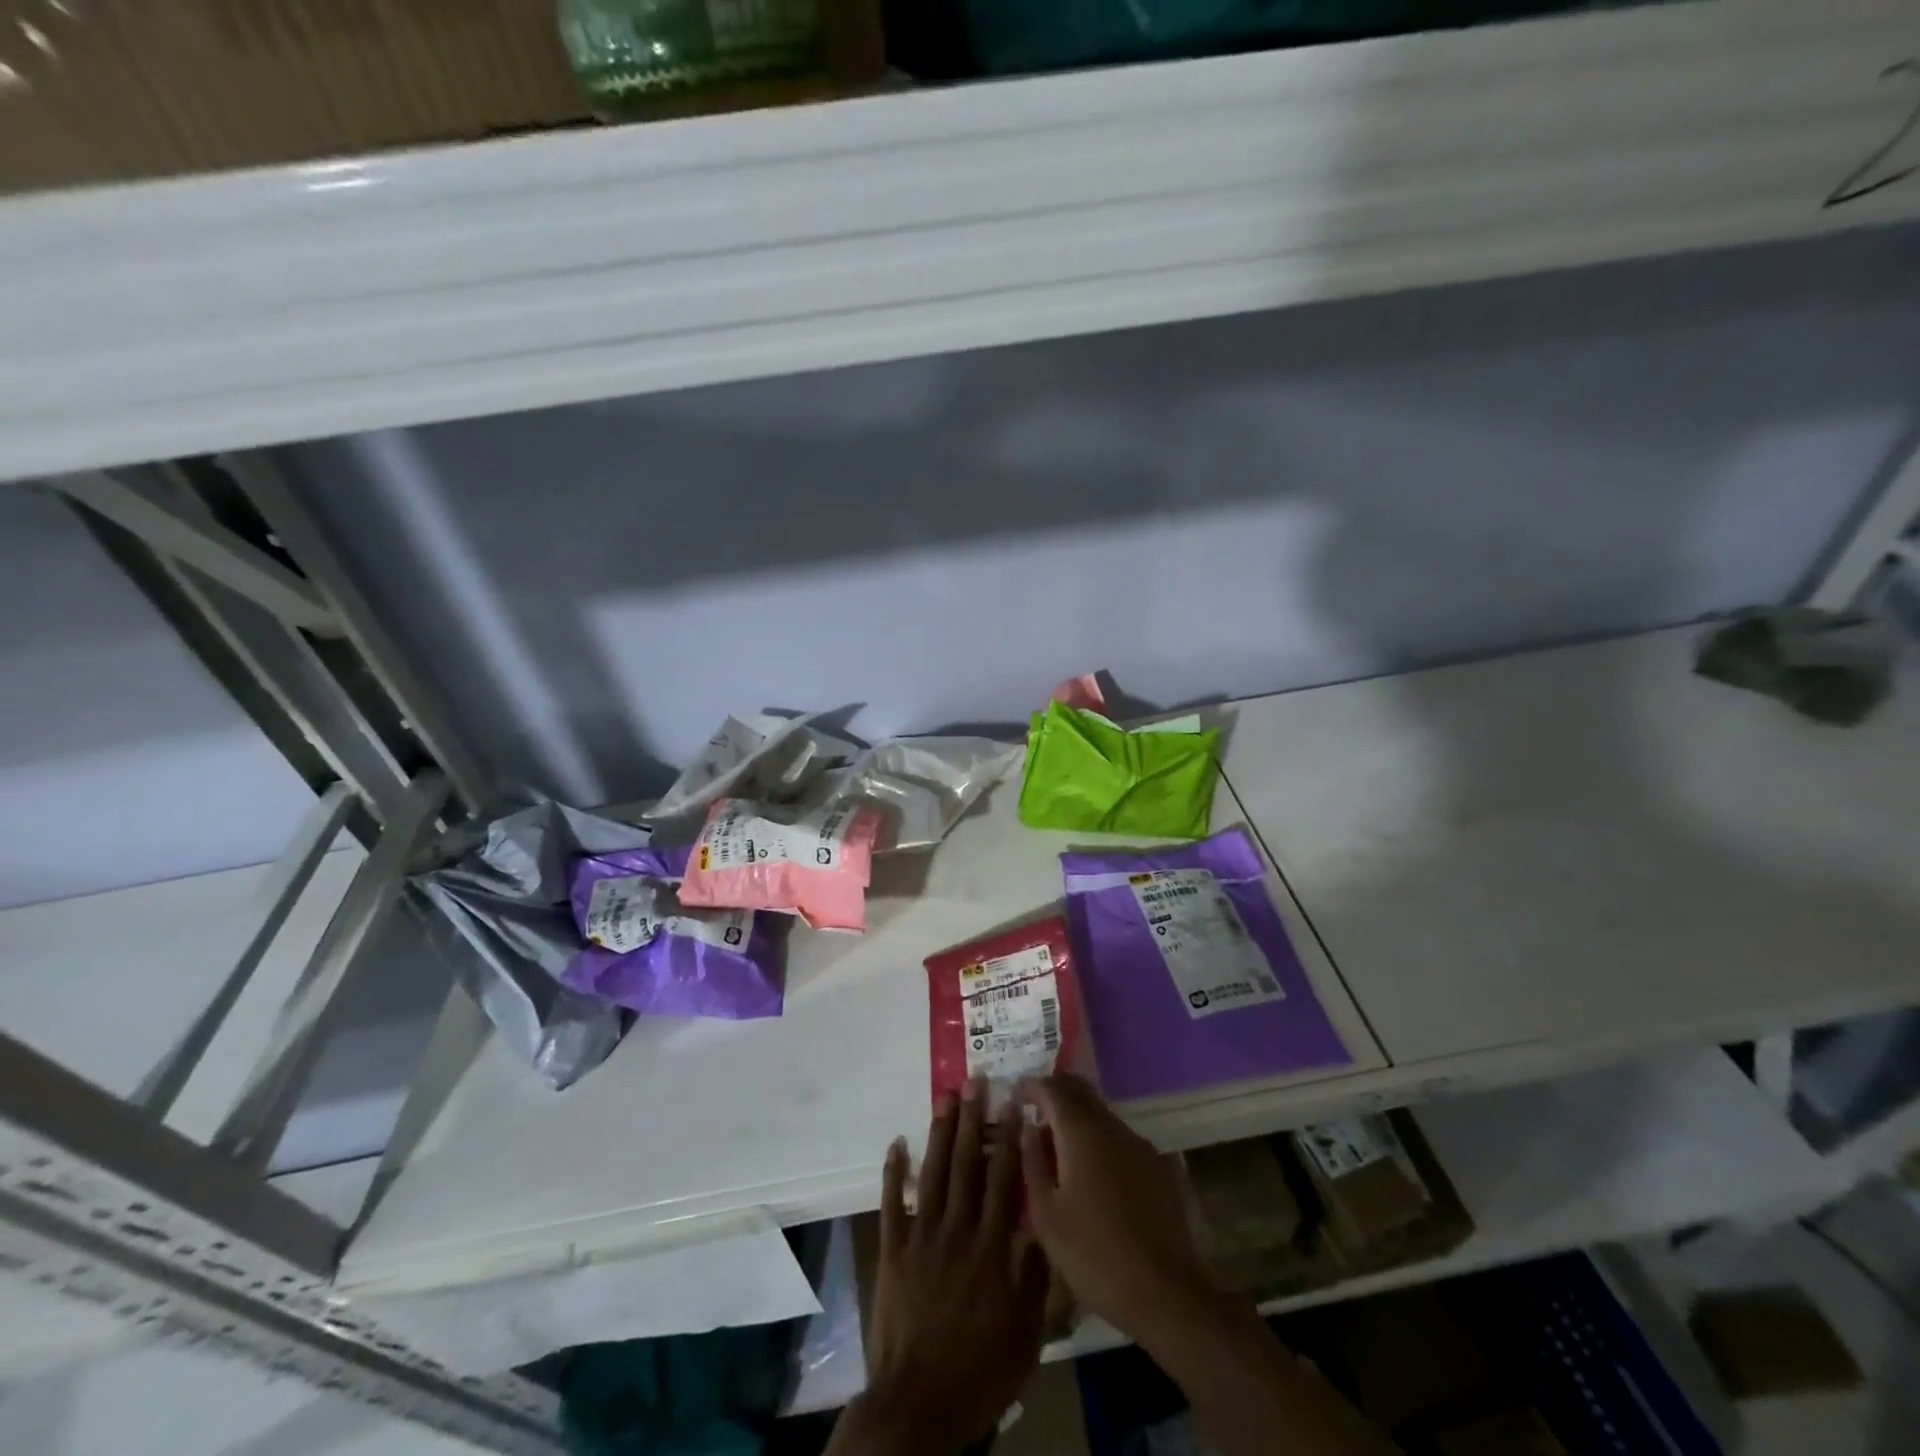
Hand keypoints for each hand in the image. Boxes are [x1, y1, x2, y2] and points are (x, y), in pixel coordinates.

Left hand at [838, 1079, 1048, 1454]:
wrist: (919, 1404)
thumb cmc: (980, 1371)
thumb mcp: (1025, 1332)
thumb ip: (1033, 1275)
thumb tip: (1041, 1223)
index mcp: (992, 1247)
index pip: (1004, 1180)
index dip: (1009, 1139)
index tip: (1013, 1104)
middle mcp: (957, 1230)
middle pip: (966, 1164)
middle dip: (972, 1120)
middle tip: (974, 1081)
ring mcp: (921, 1236)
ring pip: (933, 1173)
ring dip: (939, 1132)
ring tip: (944, 1097)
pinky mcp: (893, 1250)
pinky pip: (892, 1203)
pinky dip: (893, 1172)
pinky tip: (896, 1143)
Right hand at [1017, 1074, 1209, 1339]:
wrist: (1165, 1293)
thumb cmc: (1094, 1255)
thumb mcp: (1047, 1216)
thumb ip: (1033, 1164)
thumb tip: (1028, 1128)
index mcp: (1081, 1133)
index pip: (1052, 1089)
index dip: (1031, 1085)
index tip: (1015, 1091)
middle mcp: (1112, 1127)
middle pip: (1080, 1091)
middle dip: (1056, 1092)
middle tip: (1034, 1108)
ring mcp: (1138, 1145)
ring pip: (1101, 1114)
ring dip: (1077, 1118)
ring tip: (1059, 1146)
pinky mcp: (1156, 1166)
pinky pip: (1119, 1138)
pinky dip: (1098, 1140)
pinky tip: (1092, 1172)